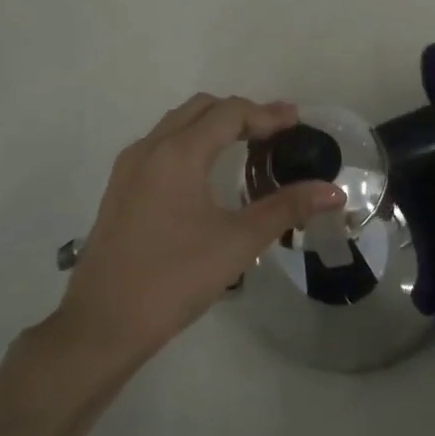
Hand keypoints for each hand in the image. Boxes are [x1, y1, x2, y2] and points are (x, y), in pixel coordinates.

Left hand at [54, 95, 343, 368]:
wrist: (101, 326)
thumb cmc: (174, 279)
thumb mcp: (238, 243)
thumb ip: (286, 209)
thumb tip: (333, 192)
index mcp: (178, 153)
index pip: (229, 113)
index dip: (267, 114)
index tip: (298, 121)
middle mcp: (150, 149)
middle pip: (201, 110)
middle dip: (241, 113)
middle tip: (275, 132)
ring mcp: (129, 169)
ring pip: (177, 125)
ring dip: (213, 126)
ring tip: (247, 146)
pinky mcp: (119, 190)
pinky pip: (161, 146)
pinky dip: (191, 142)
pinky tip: (209, 174)